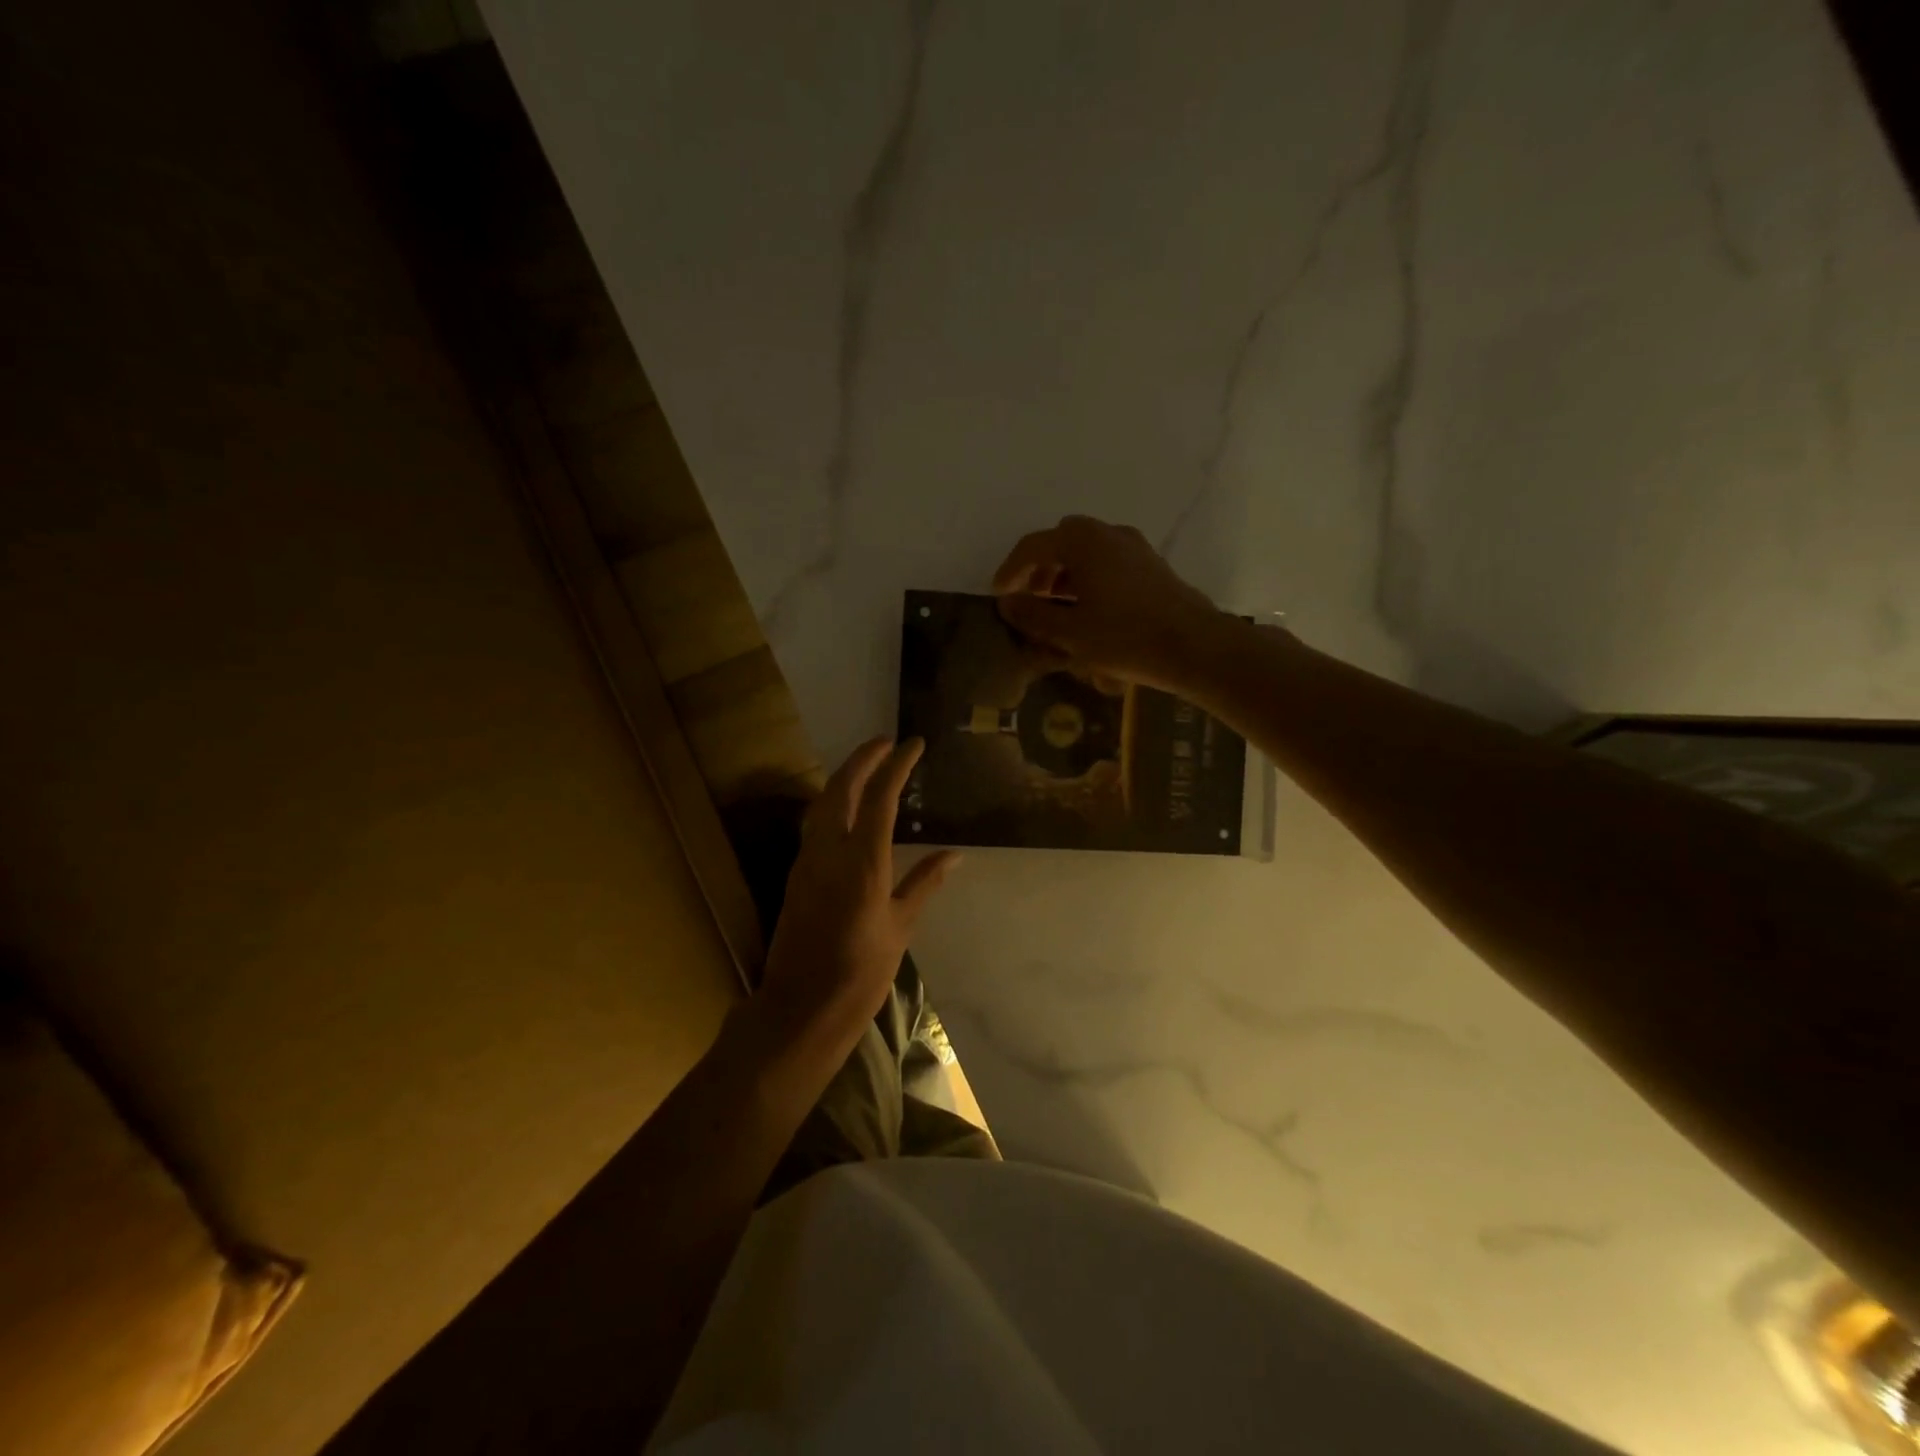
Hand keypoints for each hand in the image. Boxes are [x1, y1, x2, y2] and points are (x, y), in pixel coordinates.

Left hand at [753, 738, 960, 1062]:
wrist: (802, 1007)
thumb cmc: (861, 972)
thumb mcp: (901, 926)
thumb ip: (924, 882)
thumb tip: (955, 854)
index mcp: (863, 862)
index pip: (880, 797)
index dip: (897, 765)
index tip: (913, 744)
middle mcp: (829, 851)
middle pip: (841, 788)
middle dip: (863, 758)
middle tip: (886, 742)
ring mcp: (807, 861)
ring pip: (822, 803)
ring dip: (844, 777)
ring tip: (868, 766)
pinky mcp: (796, 874)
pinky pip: (815, 824)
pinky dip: (833, 803)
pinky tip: (848, 809)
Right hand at [991, 515, 1225, 691]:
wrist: (1195, 647)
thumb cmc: (1125, 638)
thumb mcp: (1070, 632)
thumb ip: (1033, 615)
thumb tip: (1006, 602)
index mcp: (1083, 542)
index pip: (1033, 546)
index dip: (1010, 570)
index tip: (998, 594)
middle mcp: (1109, 534)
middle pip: (1062, 541)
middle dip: (1040, 567)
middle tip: (1030, 598)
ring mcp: (1135, 548)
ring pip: (1088, 551)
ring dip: (1065, 573)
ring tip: (1057, 608)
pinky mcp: (1152, 566)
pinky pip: (1109, 562)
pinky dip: (1090, 578)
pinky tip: (1090, 610)